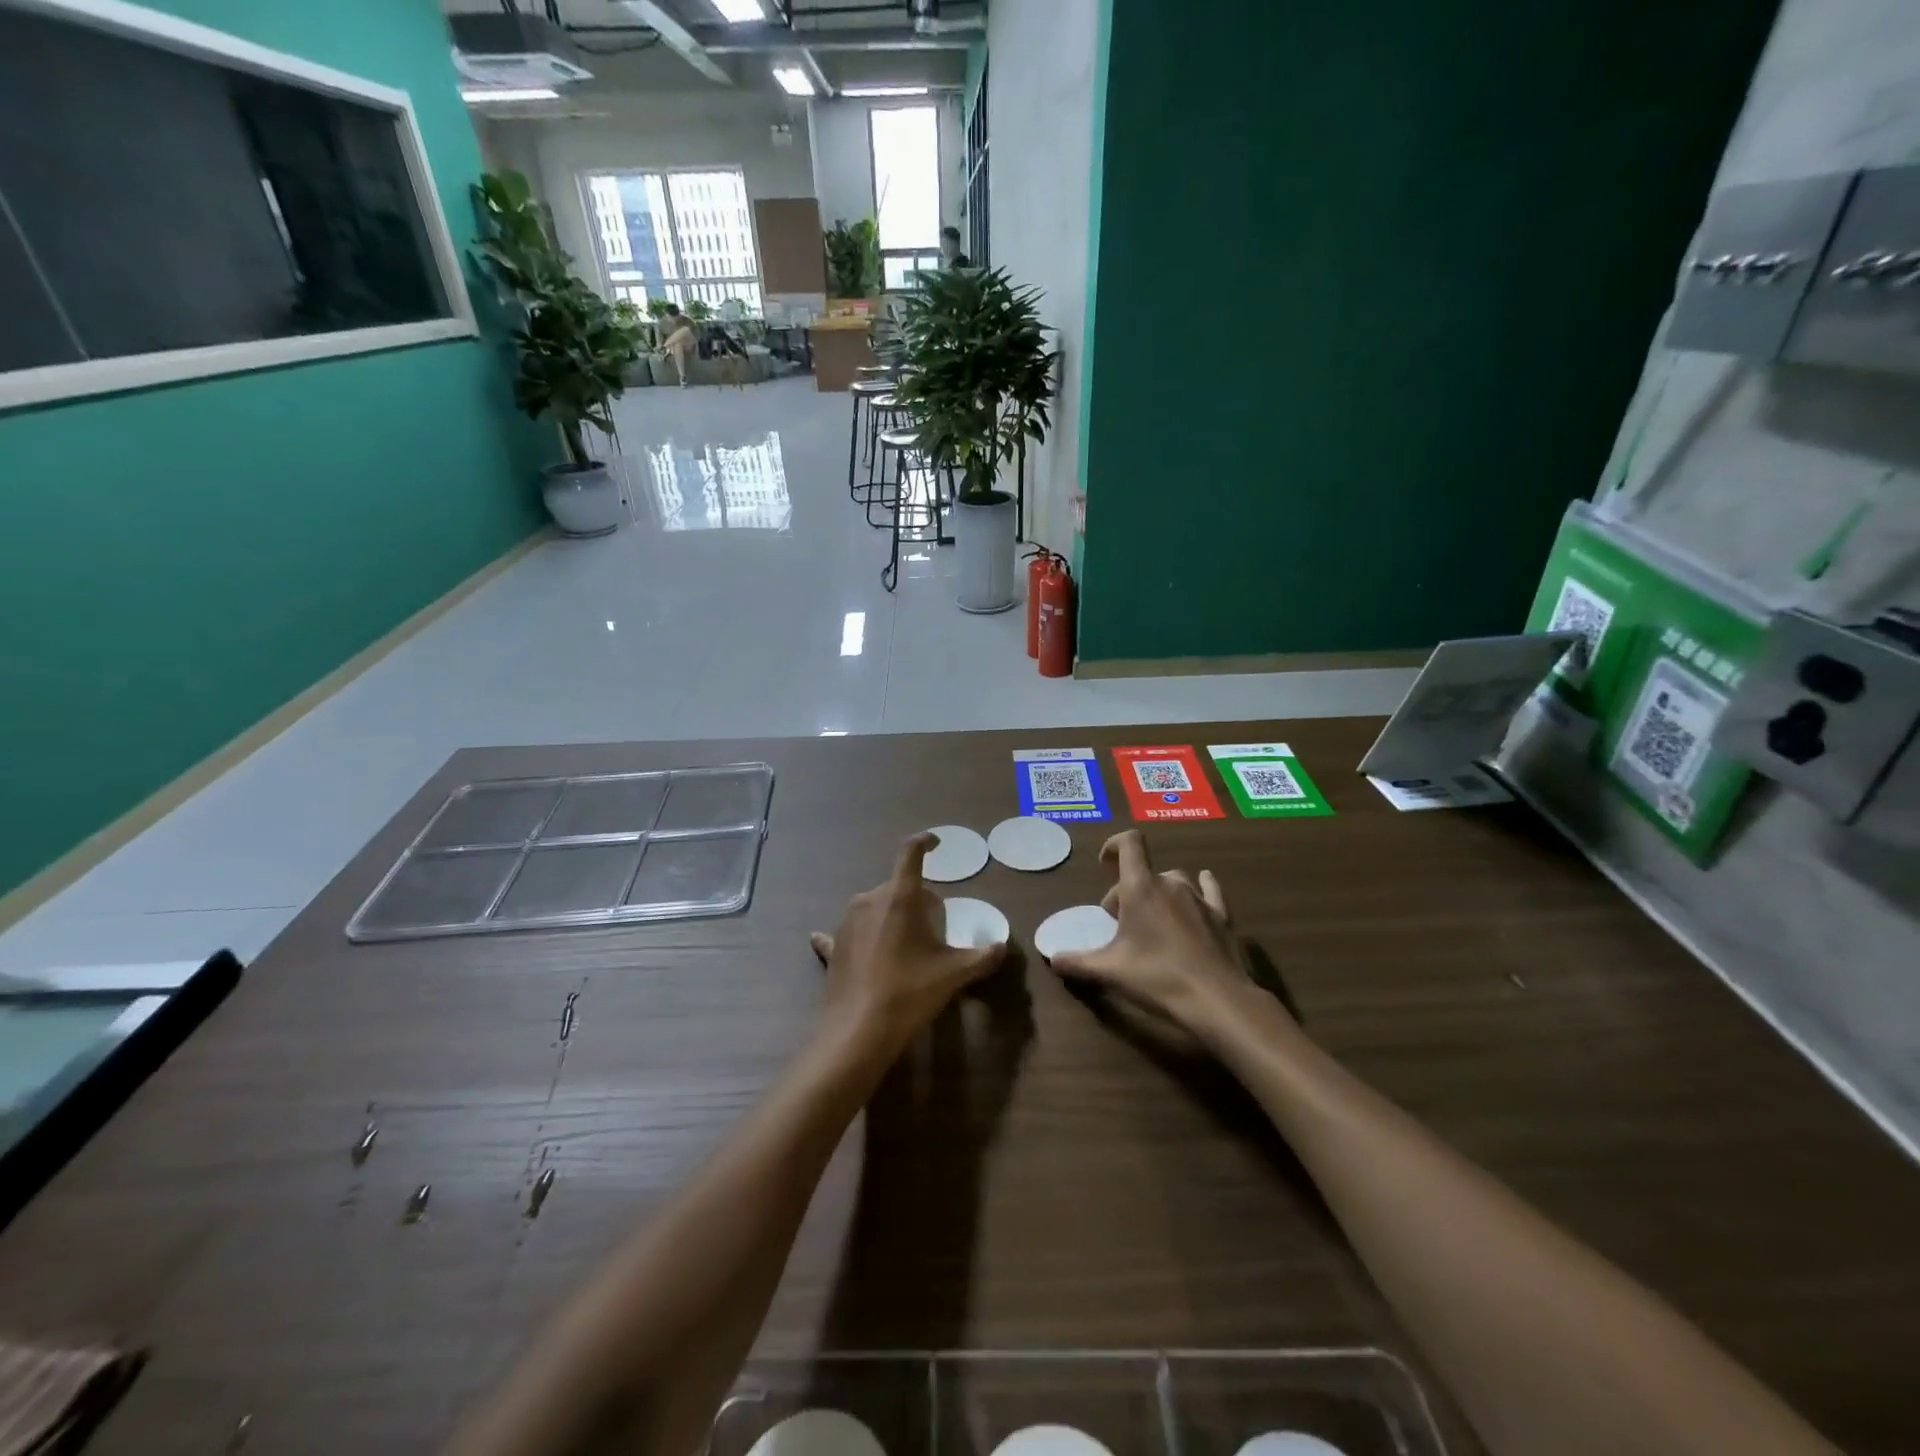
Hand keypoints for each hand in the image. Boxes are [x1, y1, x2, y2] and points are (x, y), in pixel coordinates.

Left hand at [811, 833, 1007, 1063]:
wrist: (858, 1031)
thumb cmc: (910, 992)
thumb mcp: (954, 974)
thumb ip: (982, 956)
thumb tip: (1001, 946)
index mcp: (900, 897)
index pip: (911, 853)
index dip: (926, 842)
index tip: (936, 843)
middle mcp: (869, 900)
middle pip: (899, 888)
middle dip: (918, 902)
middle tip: (934, 933)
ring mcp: (846, 922)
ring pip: (876, 908)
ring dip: (892, 919)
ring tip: (906, 952)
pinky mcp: (832, 946)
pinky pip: (850, 934)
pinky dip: (860, 938)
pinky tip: (860, 952)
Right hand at [1050, 830, 1260, 1041]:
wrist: (1216, 999)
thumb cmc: (1157, 977)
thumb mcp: (1110, 971)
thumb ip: (1077, 962)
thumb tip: (1053, 959)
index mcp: (1141, 888)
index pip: (1129, 844)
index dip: (1114, 845)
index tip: (1104, 864)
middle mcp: (1171, 884)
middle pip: (1145, 873)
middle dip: (1128, 891)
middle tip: (1119, 923)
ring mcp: (1199, 898)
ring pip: (1174, 881)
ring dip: (1159, 892)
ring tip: (1153, 920)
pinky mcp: (1222, 915)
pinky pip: (1209, 889)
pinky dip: (1201, 886)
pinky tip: (1201, 890)